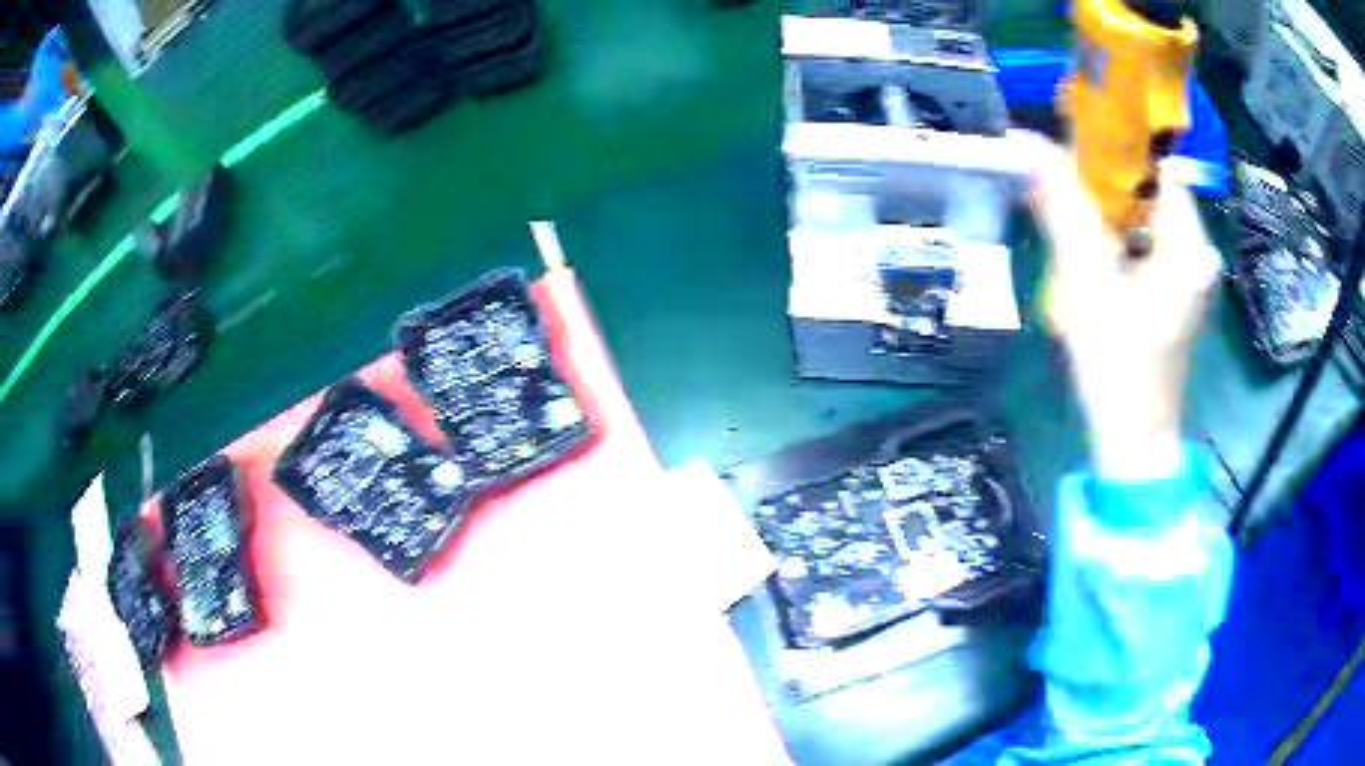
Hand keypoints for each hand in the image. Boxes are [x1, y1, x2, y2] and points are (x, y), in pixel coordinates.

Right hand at [1028, 135, 1220, 480]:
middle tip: (1055, 174)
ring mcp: (1189, 271)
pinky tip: (1087, 244)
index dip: (1112, 143)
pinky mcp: (1176, 287)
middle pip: (1147, 187)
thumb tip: (1026, 141)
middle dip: (1102, 177)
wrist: (1133, 440)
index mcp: (1189, 245)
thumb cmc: (1118, 370)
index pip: (1154, 164)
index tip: (1067, 133)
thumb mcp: (1087, 284)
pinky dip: (1115, 231)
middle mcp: (1198, 250)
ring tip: (1063, 207)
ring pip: (1143, 212)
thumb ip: (1062, 209)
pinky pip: (1144, 238)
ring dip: (1104, 204)